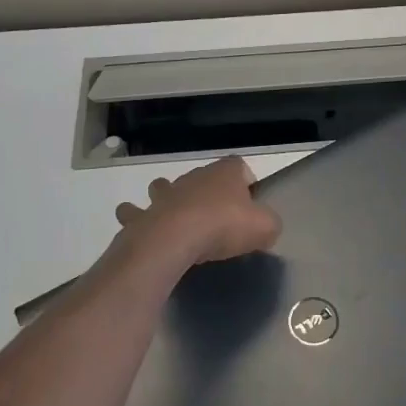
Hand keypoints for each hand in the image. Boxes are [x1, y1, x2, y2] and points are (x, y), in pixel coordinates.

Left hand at [113, 156, 281, 268]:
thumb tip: (266, 228)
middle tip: (216, 216)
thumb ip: (269, 224)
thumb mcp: (264, 227)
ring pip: (163, 187)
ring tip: (177, 217)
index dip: (245, 181)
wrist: (174, 239)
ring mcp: (164, 194)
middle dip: (207, 191)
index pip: (238, 166)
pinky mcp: (143, 215)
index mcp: (224, 173)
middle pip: (202, 177)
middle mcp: (192, 177)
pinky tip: (142, 228)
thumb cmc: (223, 226)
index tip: (249, 203)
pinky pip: (135, 213)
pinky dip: (137, 218)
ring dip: (168, 197)